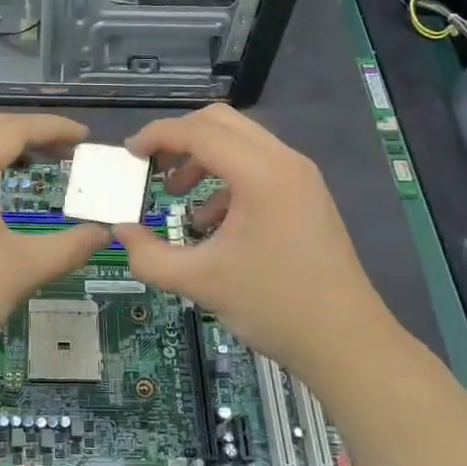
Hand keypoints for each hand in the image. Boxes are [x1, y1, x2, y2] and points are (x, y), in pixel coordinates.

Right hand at [113, 105, 387, 372]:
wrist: (346, 342)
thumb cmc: (274, 306)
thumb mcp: (200, 282)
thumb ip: (149, 255)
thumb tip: (120, 231)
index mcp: (261, 174)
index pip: (199, 131)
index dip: (158, 135)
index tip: (128, 154)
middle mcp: (285, 162)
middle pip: (221, 123)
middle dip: (179, 138)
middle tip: (150, 166)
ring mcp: (300, 177)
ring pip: (241, 143)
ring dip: (202, 158)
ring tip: (175, 193)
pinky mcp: (306, 196)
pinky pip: (258, 167)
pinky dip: (225, 179)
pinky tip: (209, 222)